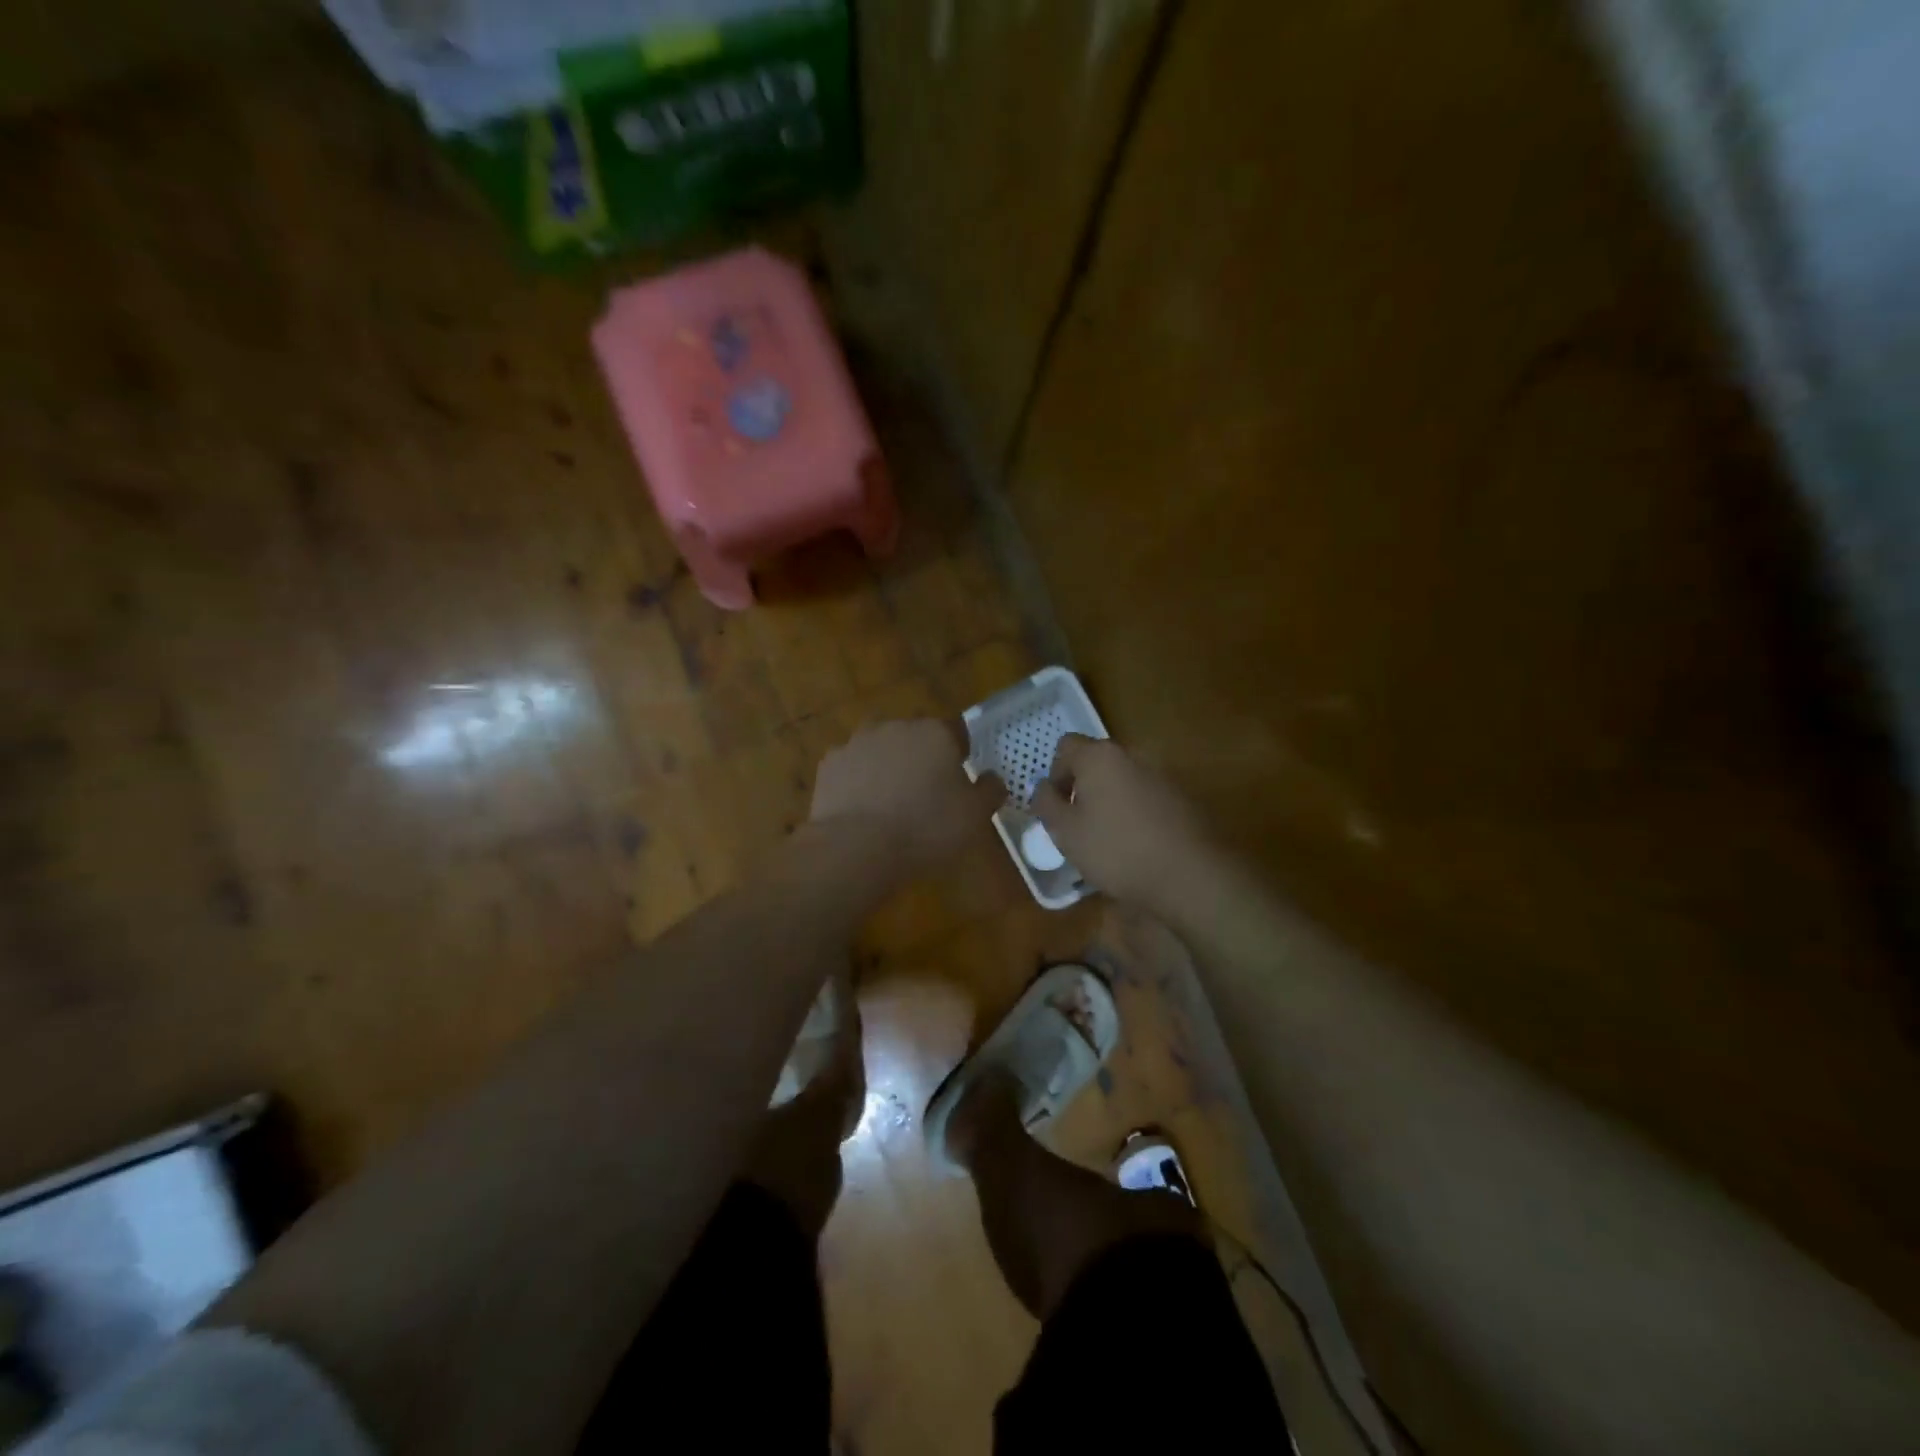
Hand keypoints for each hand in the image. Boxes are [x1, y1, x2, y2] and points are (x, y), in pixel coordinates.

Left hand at [809, 719, 1004, 874]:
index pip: (956, 733)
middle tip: (926, 796)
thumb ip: (990, 791)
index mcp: (935, 733)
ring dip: (887, 767)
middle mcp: (895, 727)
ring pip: (881, 750)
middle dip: (921, 759)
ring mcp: (858, 742)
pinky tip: (862, 810)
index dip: (960, 756)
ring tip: (890, 804)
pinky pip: (852, 768)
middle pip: (916, 738)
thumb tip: (992, 778)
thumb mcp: (974, 816)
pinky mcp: (830, 764)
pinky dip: (858, 782)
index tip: (959, 783)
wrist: (856, 847)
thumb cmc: (925, 828)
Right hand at [1030, 735, 1214, 910]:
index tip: (1057, 806)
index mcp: (1100, 756)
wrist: (1190, 875)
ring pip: (1124, 779)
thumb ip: (1046, 804)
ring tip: (1109, 838)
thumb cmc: (1116, 850)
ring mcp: (1163, 774)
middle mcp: (1133, 754)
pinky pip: (1148, 796)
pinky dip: (1136, 812)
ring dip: (1111, 800)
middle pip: (1097, 761)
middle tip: (1079, 824)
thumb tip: (1043, 788)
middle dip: (1084, 787)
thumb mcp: (1065, 832)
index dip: (1055, 774)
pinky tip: (1138, 845)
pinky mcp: (1184, 797)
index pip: (1066, 747)